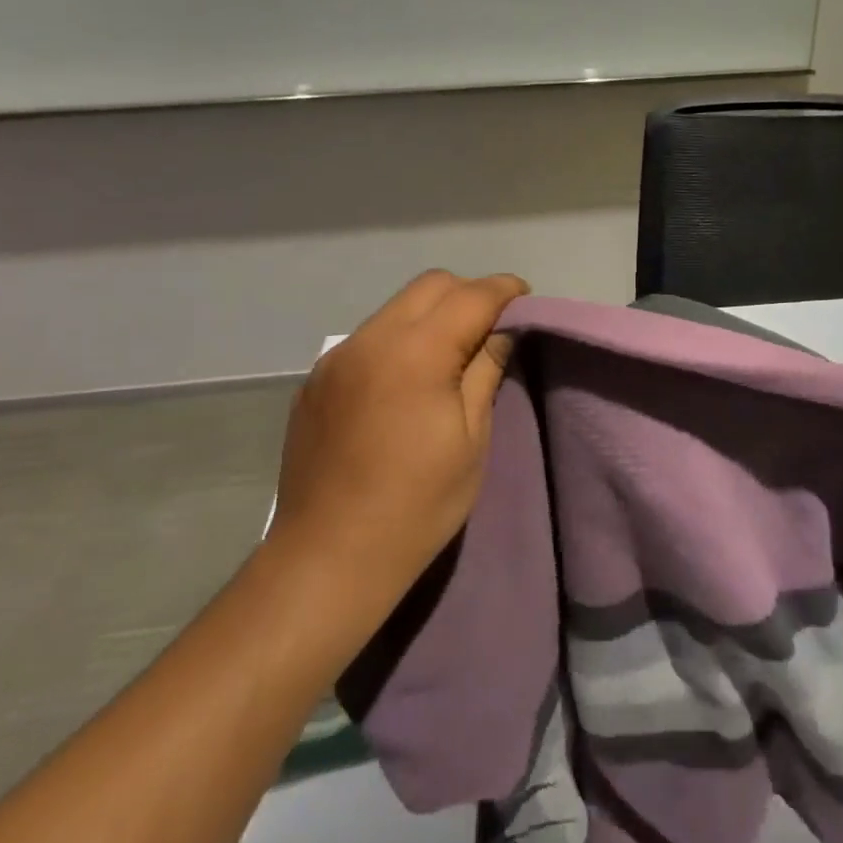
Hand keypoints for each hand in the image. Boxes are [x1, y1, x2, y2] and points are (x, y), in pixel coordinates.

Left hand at [268, 270, 527, 606]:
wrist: (329, 556)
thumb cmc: (417, 504)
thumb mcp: (471, 438)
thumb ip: (485, 371)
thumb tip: (502, 331)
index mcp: (415, 353)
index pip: (470, 296)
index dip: (505, 290)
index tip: (525, 300)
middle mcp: (370, 340)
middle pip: (430, 286)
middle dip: (468, 294)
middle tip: (490, 330)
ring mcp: (337, 358)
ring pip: (396, 308)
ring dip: (431, 316)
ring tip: (449, 357)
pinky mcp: (317, 380)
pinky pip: (368, 339)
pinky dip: (398, 341)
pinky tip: (404, 384)